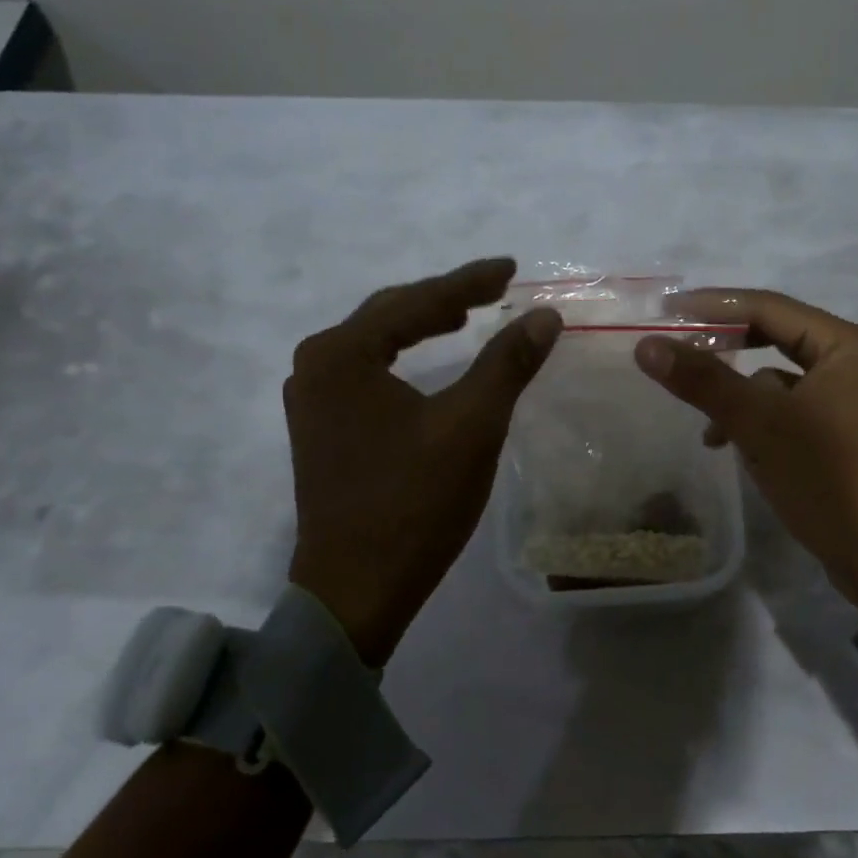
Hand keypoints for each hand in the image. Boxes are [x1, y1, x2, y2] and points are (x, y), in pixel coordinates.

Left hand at [285, 258, 561, 665]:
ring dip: (422, 327)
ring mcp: (313, 401)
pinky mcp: (323, 430)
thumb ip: (507, 363)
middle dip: (444, 299)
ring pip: (377, 345)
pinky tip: (431, 365)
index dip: (468, 281)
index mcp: (342, 355)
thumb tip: (544, 315)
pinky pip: (369, 373)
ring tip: (466, 316)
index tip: (511, 267)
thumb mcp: (471, 426)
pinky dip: (405, 359)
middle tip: (495, 287)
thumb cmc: (413, 504)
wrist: (355, 590)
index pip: (416, 302)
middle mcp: (316, 366)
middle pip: (389, 316)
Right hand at [633, 290, 857, 615]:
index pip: (768, 307)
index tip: (665, 310)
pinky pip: (784, 409)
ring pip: (775, 378)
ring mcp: (844, 399)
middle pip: (772, 337)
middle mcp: (849, 361)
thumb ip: (703, 380)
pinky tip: (729, 444)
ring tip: (702, 419)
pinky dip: (755, 419)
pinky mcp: (836, 433)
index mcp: (844, 344)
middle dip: (724, 347)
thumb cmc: (828, 477)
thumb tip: (646, 345)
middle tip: (674, 345)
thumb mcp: (759, 424)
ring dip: (737, 393)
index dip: (713, 306)